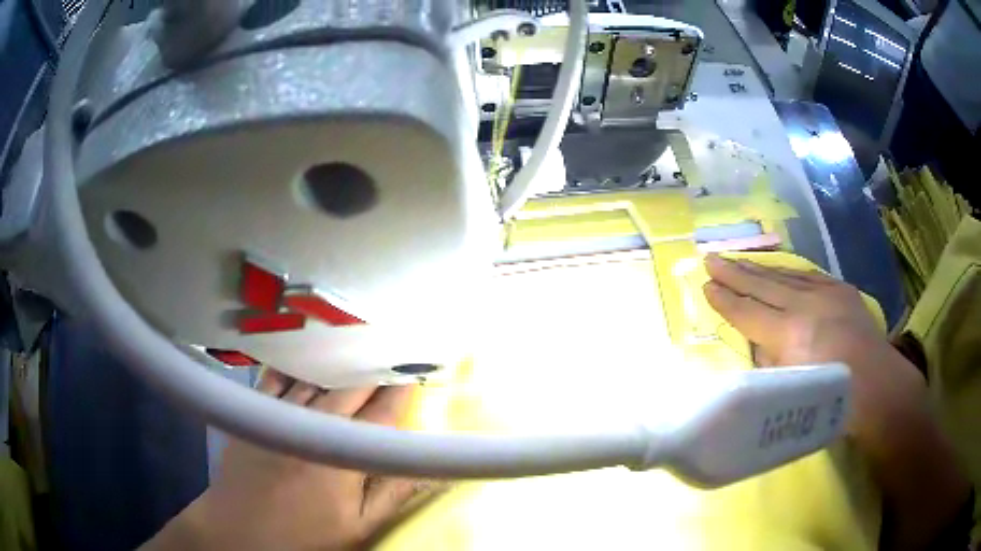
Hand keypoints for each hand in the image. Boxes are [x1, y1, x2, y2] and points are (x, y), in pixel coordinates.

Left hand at [144, 371, 428, 550]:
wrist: (241, 528)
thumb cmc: (305, 534)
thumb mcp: (358, 527)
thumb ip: (392, 494)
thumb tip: (427, 468)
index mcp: (346, 456)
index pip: (385, 413)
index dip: (404, 389)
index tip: (419, 367)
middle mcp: (317, 425)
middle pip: (354, 385)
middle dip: (377, 365)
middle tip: (394, 344)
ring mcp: (284, 412)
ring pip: (319, 374)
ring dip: (342, 356)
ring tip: (360, 335)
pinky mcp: (258, 408)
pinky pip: (281, 373)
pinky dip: (298, 359)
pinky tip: (309, 345)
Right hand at [701, 254, 927, 437]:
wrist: (876, 385)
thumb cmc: (830, 400)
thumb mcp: (790, 389)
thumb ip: (770, 362)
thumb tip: (758, 343)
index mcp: (790, 336)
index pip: (749, 313)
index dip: (725, 300)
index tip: (705, 286)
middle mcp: (805, 306)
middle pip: (762, 286)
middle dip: (734, 272)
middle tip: (709, 257)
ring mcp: (825, 293)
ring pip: (783, 276)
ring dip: (757, 268)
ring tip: (736, 259)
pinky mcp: (840, 289)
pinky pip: (807, 275)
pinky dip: (787, 273)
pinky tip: (776, 269)